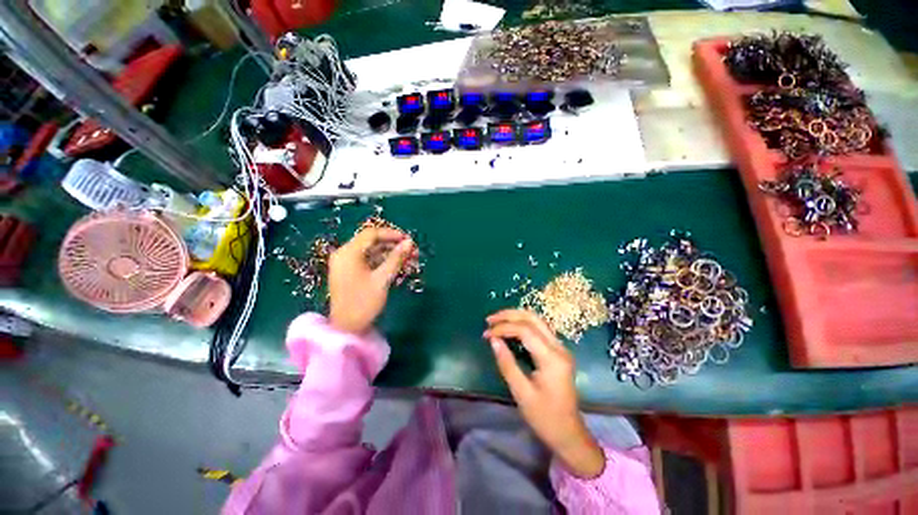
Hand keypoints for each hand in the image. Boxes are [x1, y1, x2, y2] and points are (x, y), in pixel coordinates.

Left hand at [328, 227, 414, 334]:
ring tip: (408, 258)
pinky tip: (396, 265)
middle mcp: (344, 253)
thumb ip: (396, 258)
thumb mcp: (382, 279)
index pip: (372, 234)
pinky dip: (382, 261)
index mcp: (349, 253)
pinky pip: (367, 260)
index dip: (392, 234)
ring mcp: (345, 263)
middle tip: (412, 250)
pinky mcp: (349, 271)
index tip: (408, 240)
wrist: (346, 328)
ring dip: (389, 253)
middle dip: (393, 244)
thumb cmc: (363, 303)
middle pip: (371, 241)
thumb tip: (409, 242)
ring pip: (371, 251)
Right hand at [484, 309, 605, 478]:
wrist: (569, 433)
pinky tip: (510, 329)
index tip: (486, 334)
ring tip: (496, 322)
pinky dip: (522, 324)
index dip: (503, 328)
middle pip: (533, 318)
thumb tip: (493, 340)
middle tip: (489, 320)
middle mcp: (559, 347)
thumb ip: (506, 363)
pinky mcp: (558, 351)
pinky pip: (539, 329)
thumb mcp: (521, 392)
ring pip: (537, 320)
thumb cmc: (544, 417)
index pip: (525, 330)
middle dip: (509, 315)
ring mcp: (560, 348)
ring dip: (515, 317)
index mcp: (552, 358)